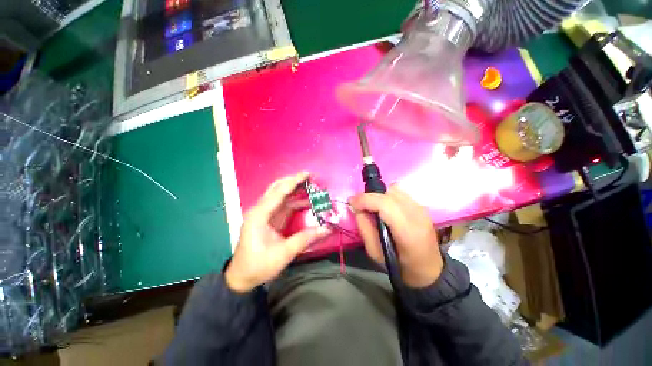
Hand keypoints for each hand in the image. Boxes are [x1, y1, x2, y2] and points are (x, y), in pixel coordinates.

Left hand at [225, 172, 330, 292]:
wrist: (242, 278)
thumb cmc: (259, 266)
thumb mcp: (283, 254)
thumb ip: (305, 239)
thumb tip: (327, 228)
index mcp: (259, 215)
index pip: (279, 192)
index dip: (294, 181)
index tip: (307, 174)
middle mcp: (259, 210)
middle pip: (277, 188)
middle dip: (293, 181)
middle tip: (309, 177)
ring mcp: (263, 214)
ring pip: (279, 195)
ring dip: (294, 189)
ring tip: (310, 187)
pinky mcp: (268, 219)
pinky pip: (282, 205)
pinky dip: (294, 200)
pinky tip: (305, 201)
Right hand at [349, 186, 442, 287]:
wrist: (427, 270)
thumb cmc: (399, 265)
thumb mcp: (374, 252)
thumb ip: (364, 227)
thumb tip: (357, 208)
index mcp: (407, 230)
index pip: (385, 204)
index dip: (365, 199)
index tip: (351, 201)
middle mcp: (417, 215)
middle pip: (389, 192)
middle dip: (370, 196)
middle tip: (360, 206)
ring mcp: (421, 208)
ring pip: (395, 189)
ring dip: (380, 195)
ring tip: (373, 207)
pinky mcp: (422, 206)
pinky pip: (400, 193)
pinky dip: (388, 196)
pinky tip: (385, 208)